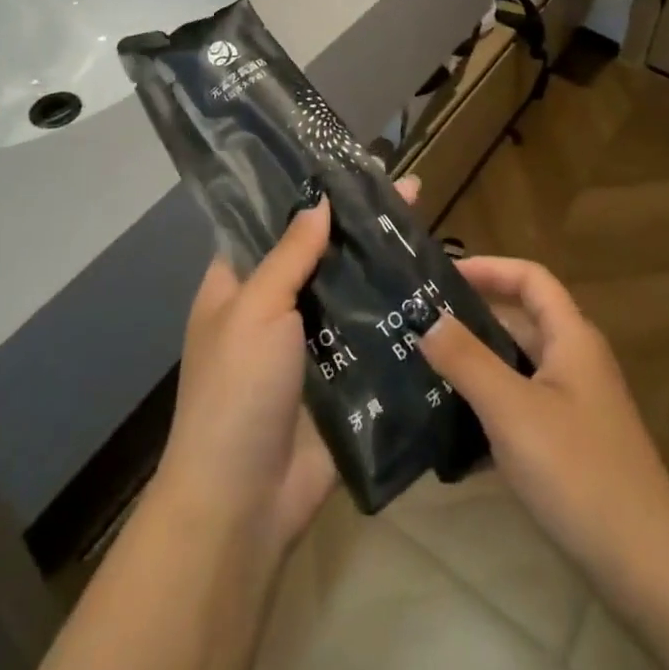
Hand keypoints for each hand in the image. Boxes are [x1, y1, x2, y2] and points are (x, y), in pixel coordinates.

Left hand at [152, 176, 420, 555]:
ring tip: (425, 225)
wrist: (244, 504)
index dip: (307, 193)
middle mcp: (273, 307)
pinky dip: (394, 310)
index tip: (349, 165)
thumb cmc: (236, 390)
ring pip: (349, 290)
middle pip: (319, 253)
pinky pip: (370, 333)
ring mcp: (310, 344)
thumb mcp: (256, 309)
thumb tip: (319, 200)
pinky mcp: (343, 378)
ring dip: (381, 264)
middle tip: (408, 190)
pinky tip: (431, 283)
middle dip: (358, 224)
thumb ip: (289, 254)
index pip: (272, 222)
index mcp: (238, 284)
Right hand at [419, 257, 668, 606]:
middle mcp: (576, 362)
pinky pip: (522, 408)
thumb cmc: (578, 472)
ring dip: (477, 365)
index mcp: (571, 338)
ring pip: (518, 367)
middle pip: (521, 320)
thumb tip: (427, 319)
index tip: (441, 276)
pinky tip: (452, 432)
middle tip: (421, 324)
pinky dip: (490, 409)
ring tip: (425, 370)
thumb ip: (467, 360)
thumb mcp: (512, 410)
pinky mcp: (571, 446)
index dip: (488, 268)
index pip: (530, 278)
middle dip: (473, 318)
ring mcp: (576, 406)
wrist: (646, 569)